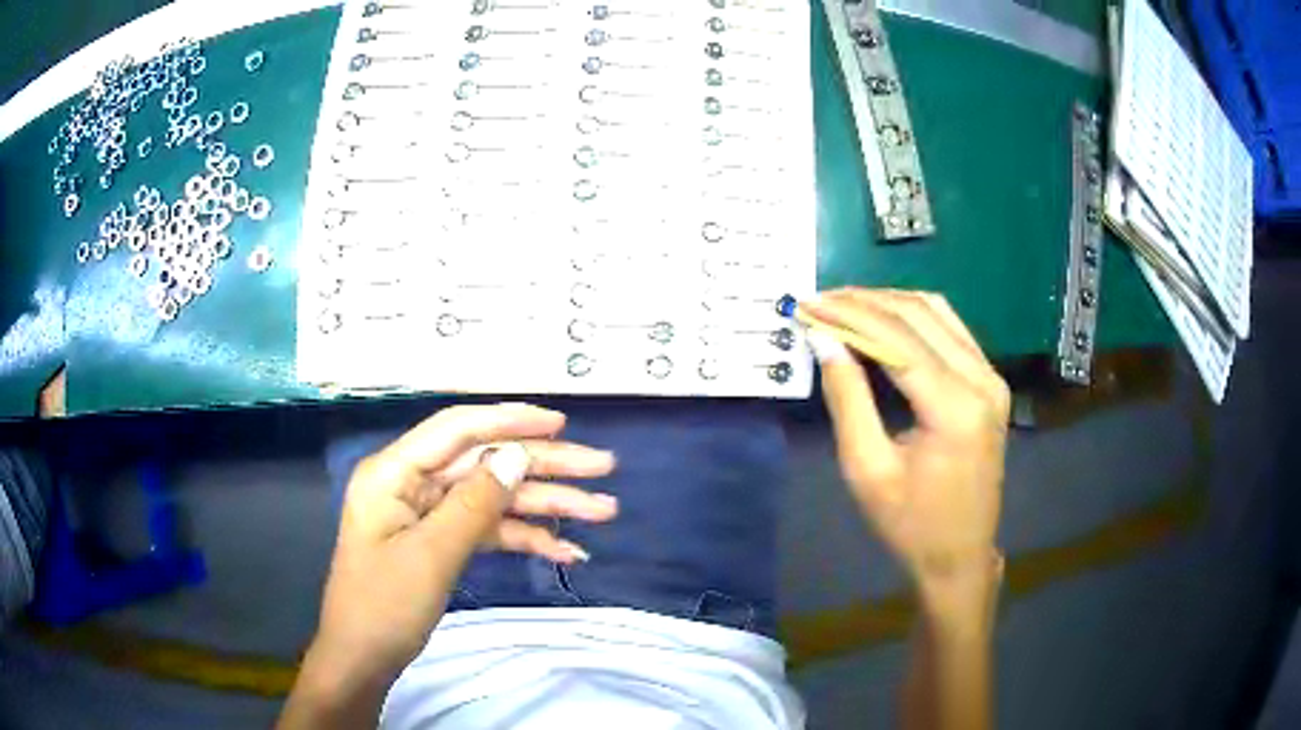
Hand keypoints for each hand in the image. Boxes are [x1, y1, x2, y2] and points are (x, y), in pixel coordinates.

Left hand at [312, 403, 616, 681]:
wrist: (363, 659)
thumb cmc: (384, 606)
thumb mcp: (430, 556)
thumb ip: (474, 503)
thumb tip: (516, 456)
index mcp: (394, 472)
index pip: (457, 430)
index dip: (510, 422)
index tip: (560, 423)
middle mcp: (412, 484)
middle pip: (485, 463)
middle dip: (543, 467)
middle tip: (602, 468)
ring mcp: (429, 514)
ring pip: (494, 498)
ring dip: (545, 506)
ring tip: (602, 512)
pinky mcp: (442, 542)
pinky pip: (489, 530)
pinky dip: (525, 538)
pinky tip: (565, 550)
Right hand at [802, 290, 1009, 606]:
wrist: (961, 555)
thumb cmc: (910, 524)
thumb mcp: (867, 469)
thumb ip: (847, 399)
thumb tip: (824, 340)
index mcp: (954, 407)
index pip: (896, 338)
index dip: (849, 315)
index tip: (808, 304)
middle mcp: (981, 380)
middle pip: (918, 315)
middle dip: (865, 302)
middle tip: (820, 301)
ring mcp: (992, 378)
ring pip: (938, 313)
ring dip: (889, 303)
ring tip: (845, 305)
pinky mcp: (991, 383)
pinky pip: (952, 330)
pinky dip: (914, 317)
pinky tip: (884, 320)